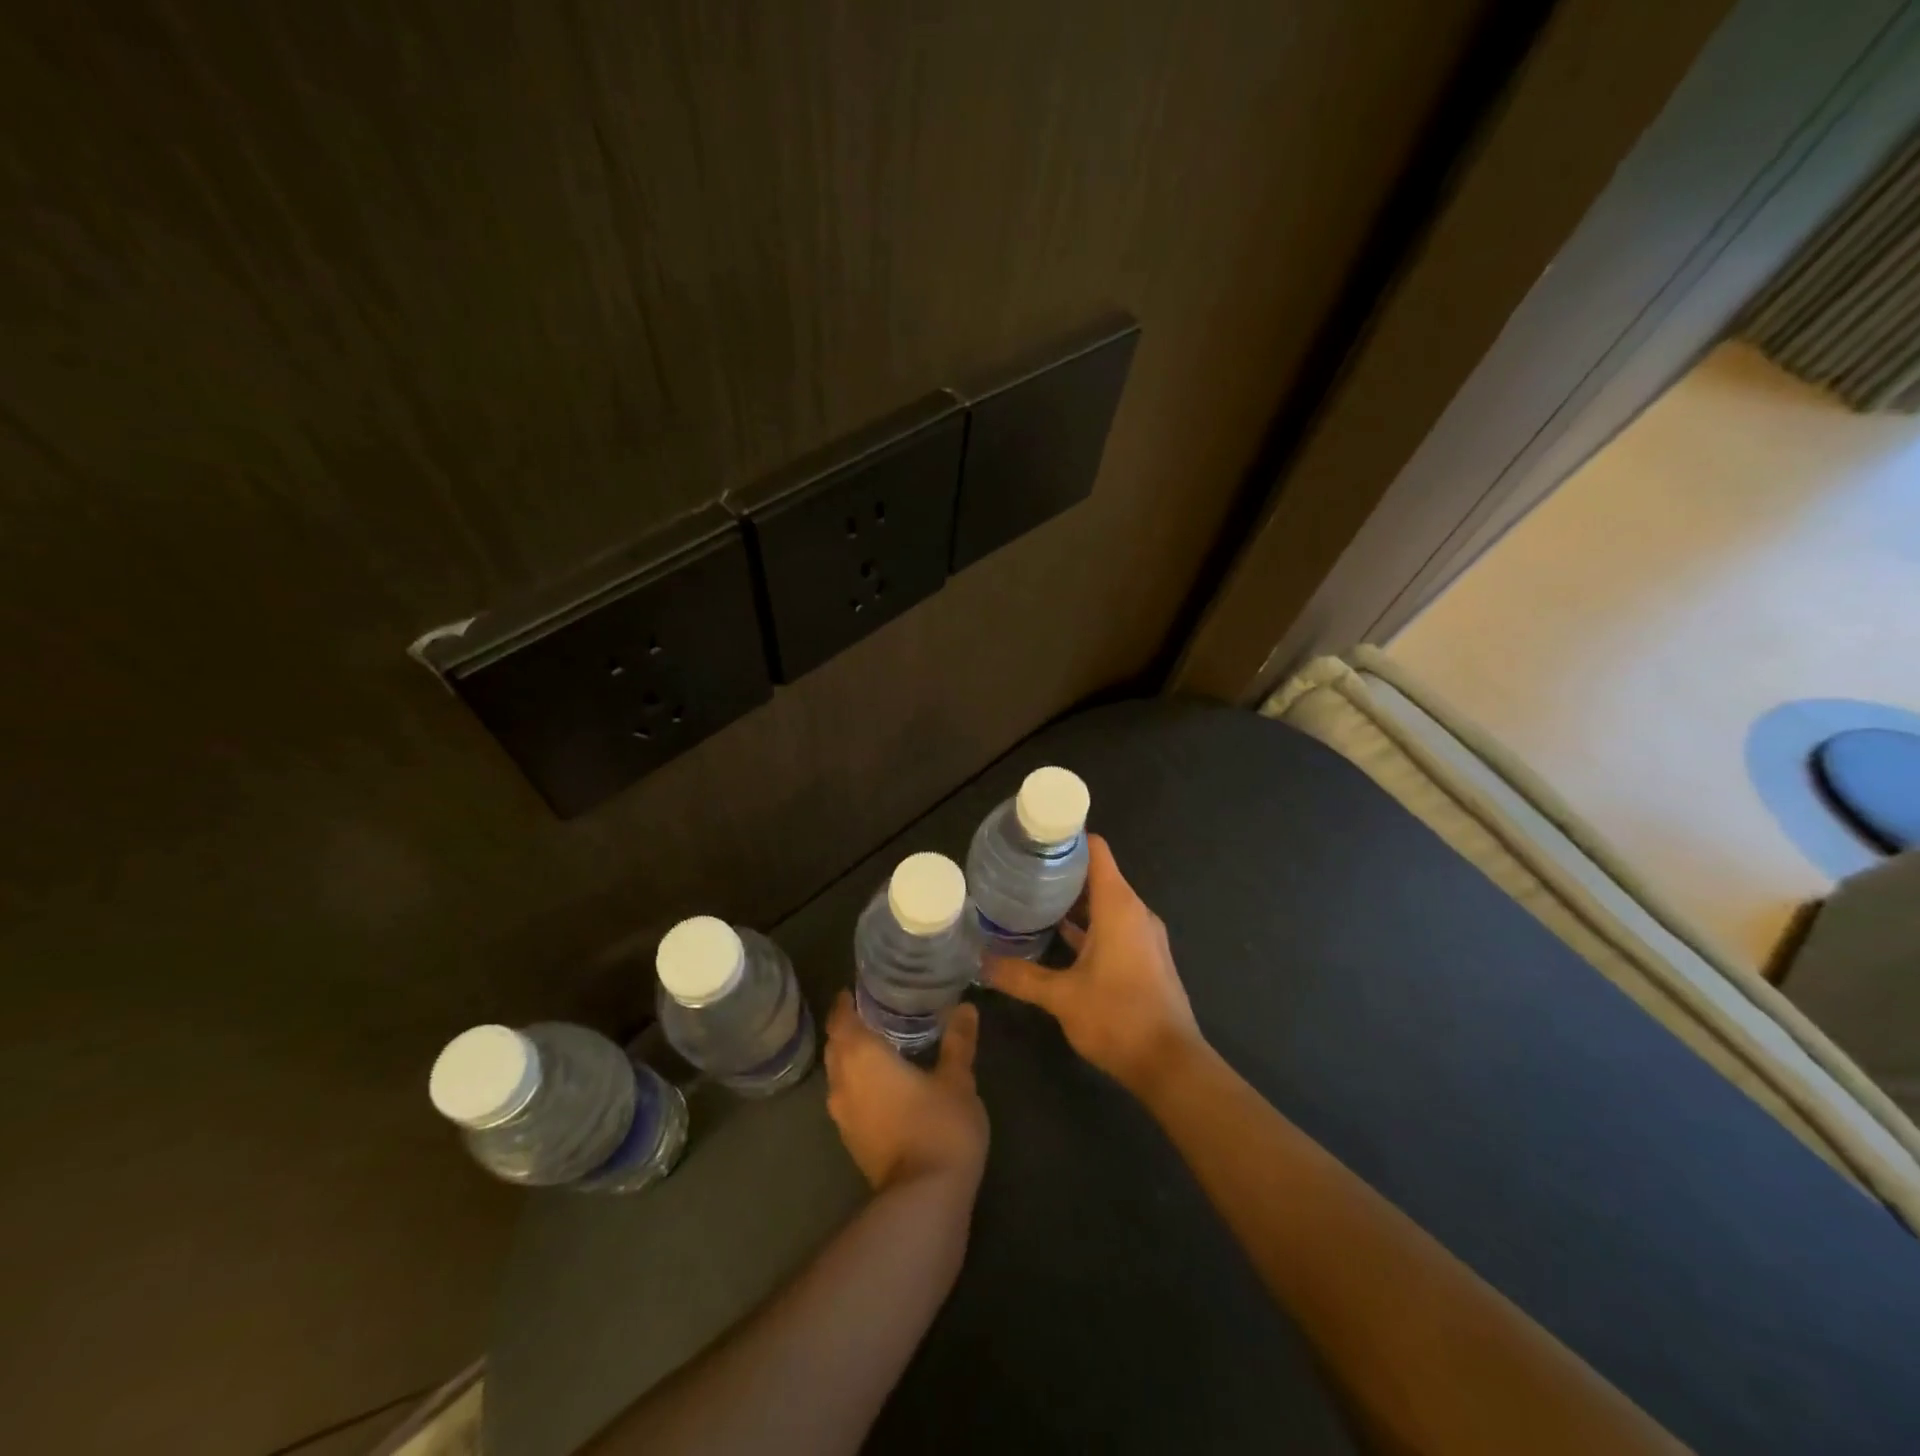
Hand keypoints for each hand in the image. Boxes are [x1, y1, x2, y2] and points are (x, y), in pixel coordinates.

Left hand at [824, 992, 988, 1194]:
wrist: (925, 1199)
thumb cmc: (939, 1126)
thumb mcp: (957, 1079)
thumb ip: (958, 1042)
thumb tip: (966, 1008)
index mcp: (862, 1056)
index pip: (841, 1018)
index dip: (846, 1002)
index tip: (859, 988)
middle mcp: (843, 1081)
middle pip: (835, 1045)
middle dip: (849, 1027)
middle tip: (875, 1011)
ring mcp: (843, 1115)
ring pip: (838, 1074)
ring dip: (851, 1057)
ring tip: (879, 1042)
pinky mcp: (852, 1140)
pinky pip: (847, 1097)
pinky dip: (858, 1082)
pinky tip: (882, 1082)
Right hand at [985, 834, 1202, 1096]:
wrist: (1171, 1065)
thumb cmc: (1118, 1017)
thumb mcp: (1061, 996)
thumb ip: (1021, 976)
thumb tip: (981, 963)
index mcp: (1119, 905)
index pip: (1096, 850)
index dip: (1067, 838)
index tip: (1033, 838)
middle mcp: (1134, 912)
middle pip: (1097, 874)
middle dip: (1061, 871)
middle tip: (1019, 871)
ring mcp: (1142, 935)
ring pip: (1104, 903)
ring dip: (1072, 901)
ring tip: (1030, 900)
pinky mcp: (1144, 958)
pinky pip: (1112, 927)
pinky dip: (1086, 926)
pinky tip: (1055, 938)